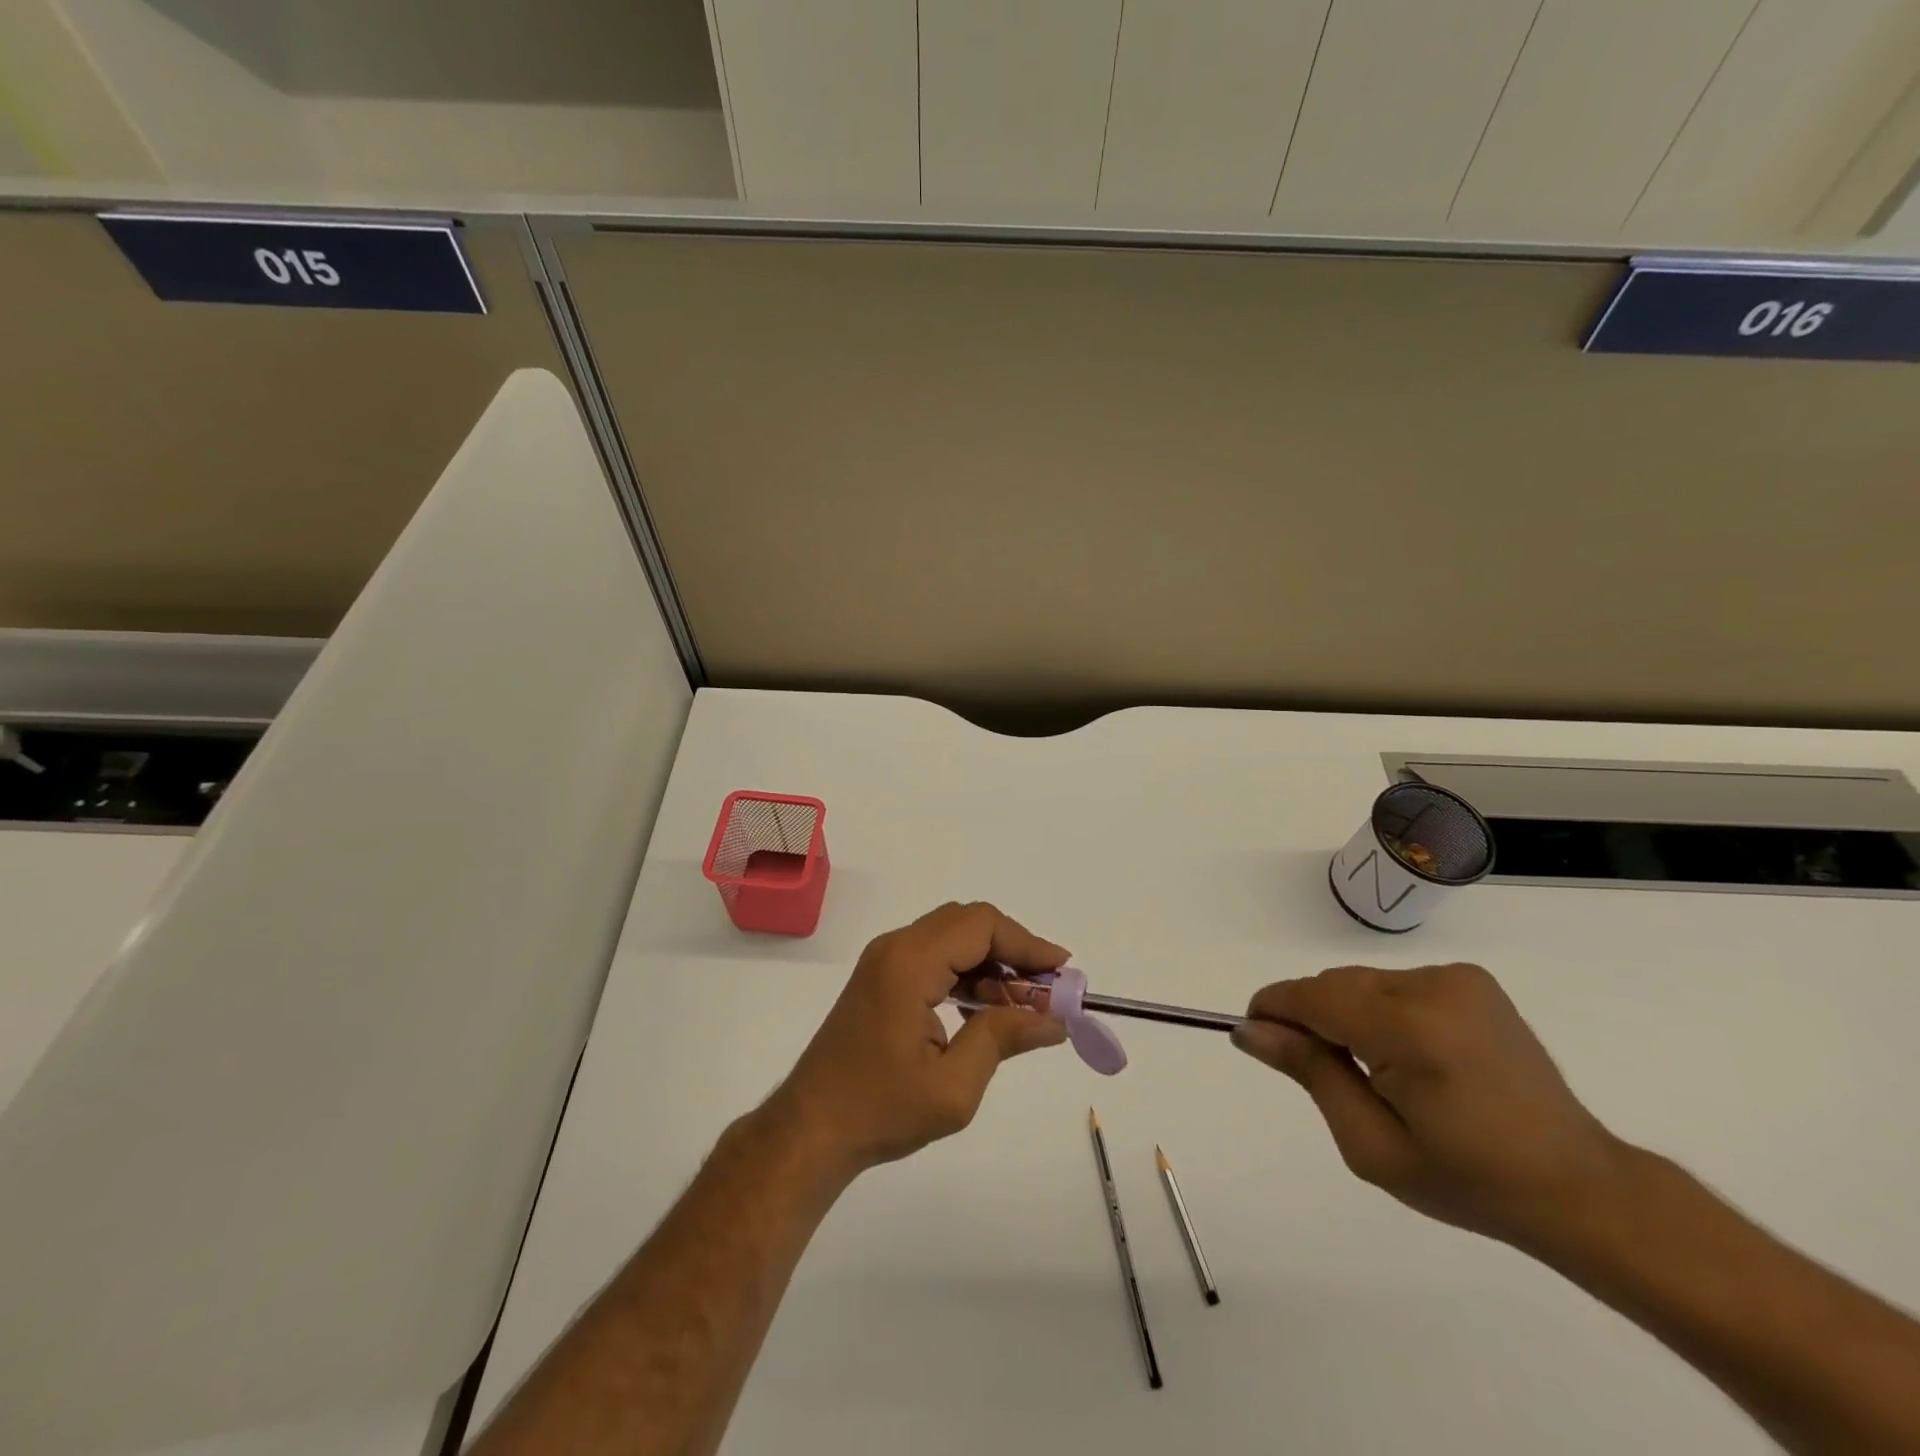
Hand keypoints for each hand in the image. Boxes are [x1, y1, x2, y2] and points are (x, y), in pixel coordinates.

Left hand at [770, 902, 1068, 1178]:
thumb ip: (1003, 1039)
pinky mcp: (881, 978)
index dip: (1027, 943)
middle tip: (1045, 991)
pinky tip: (985, 1010)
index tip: (1062, 971)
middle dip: (1012, 951)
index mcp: (910, 963)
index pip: (981, 926)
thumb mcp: (953, 1086)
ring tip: (1021, 1007)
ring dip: (991, 963)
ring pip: (952, 938)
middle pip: (967, 923)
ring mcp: (884, 960)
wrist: (810, 1129)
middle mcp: (895, 947)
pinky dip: (967, 973)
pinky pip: (934, 957)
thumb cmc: (880, 1109)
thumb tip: (1053, 1020)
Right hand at [1231, 963, 1624, 1251]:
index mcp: (1408, 1031)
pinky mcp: (1473, 980)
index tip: (1255, 1036)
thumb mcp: (1371, 1144)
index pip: (1311, 997)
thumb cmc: (1467, 1180)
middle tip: (1325, 1074)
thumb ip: (1308, 1073)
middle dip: (1312, 1019)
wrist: (1579, 1187)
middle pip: (1334, 985)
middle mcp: (1432, 988)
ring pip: (1361, 982)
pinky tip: (1408, 1054)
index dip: (1273, 1010)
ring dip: (1347, 1014)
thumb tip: (1250, 1030)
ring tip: (1376, 1070)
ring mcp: (1457, 979)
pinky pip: (1395, 984)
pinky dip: (1381, 1010)